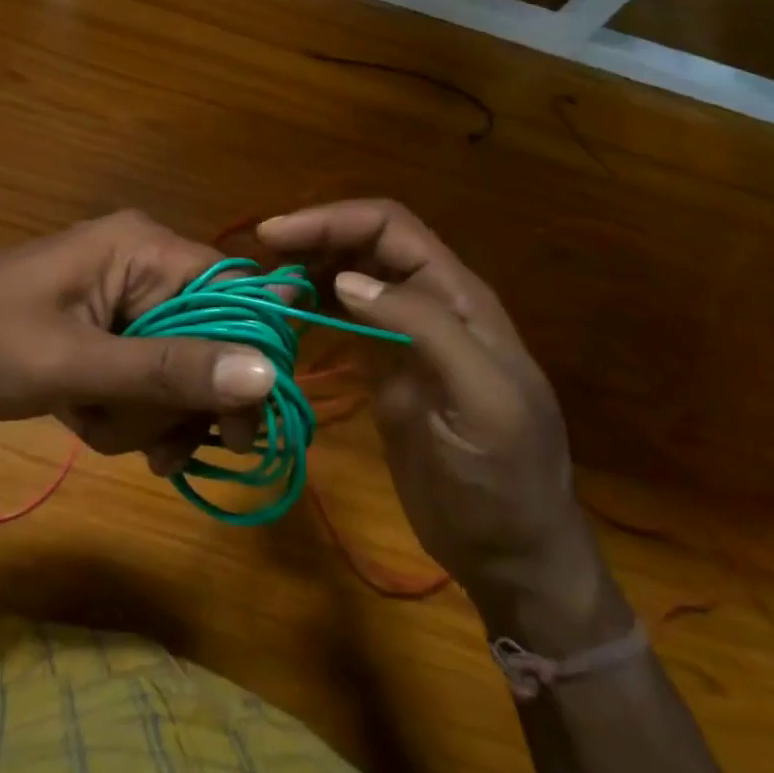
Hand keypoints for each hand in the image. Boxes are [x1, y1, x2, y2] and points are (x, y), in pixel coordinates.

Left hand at [0, 211, 271, 459]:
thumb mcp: (78, 364)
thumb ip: (171, 370)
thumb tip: (267, 375)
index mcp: (143, 247)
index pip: (234, 293)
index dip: (249, 355)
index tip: (236, 425)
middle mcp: (143, 264)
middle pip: (210, 337)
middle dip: (182, 400)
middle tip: (161, 451)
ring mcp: (122, 299)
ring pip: (178, 366)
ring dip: (149, 414)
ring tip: (98, 429)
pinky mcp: (105, 331)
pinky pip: (146, 375)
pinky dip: (129, 411)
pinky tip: (92, 425)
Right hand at [257, 200, 611, 627]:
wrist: (511, 552)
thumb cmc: (503, 479)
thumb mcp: (481, 401)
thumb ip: (424, 329)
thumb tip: (346, 279)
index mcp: (459, 297)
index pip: (391, 228)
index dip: (334, 220)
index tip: (276, 235)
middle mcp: (430, 302)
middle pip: (367, 243)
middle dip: (314, 238)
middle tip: (262, 261)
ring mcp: (404, 334)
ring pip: (351, 276)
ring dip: (309, 269)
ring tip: (266, 288)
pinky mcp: (384, 366)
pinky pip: (343, 318)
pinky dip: (312, 305)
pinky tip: (285, 316)